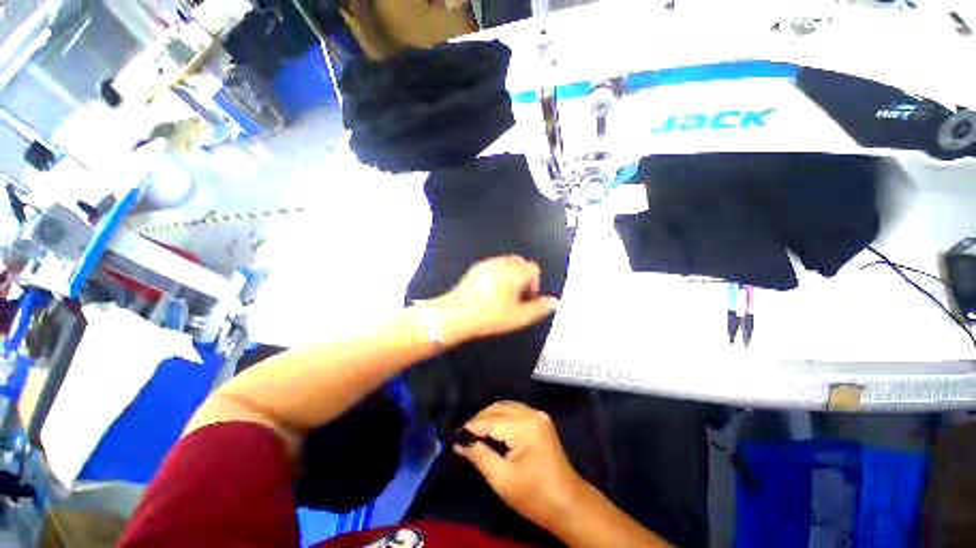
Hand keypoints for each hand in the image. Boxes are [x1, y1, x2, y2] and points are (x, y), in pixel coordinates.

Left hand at [432, 256, 558, 344]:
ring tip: (504, 295)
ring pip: (507, 263)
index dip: (534, 284)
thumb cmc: (490, 316)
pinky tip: (490, 291)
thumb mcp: (519, 317)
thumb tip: (555, 302)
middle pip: (521, 263)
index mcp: (515, 272)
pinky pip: (494, 265)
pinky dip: (498, 273)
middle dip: (523, 278)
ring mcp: (487, 263)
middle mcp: (502, 263)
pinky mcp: (476, 268)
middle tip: (517, 297)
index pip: (533, 269)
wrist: (456, 314)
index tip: (526, 300)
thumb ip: (539, 309)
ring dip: (511, 275)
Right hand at [454, 401, 586, 529]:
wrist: (568, 504)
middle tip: (464, 433)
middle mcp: (532, 414)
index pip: (491, 420)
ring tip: (475, 430)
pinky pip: (516, 411)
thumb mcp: (502, 478)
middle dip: (481, 418)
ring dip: (491, 415)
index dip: (472, 426)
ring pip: (508, 406)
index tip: (455, 434)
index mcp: (524, 426)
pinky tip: (493, 427)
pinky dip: (502, 416)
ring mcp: (539, 416)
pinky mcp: (541, 421)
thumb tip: (460, 443)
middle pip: (500, 407)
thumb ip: (480, 456)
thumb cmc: (534, 495)